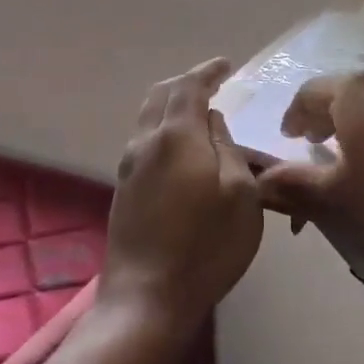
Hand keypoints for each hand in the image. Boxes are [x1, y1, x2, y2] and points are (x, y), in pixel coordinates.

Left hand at [100, 58, 262, 327]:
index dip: (208, 71)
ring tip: (199, 113)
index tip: (226, 65)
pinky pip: (144, 140)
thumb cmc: (206, 246)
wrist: (146, 298)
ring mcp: (128, 166)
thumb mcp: (241, 194)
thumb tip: (213, 120)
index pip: (189, 87)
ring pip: (148, 117)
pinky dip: (164, 128)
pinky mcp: (122, 189)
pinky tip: (181, 147)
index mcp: (176, 136)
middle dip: (186, 83)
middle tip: (212, 84)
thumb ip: (228, 147)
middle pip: (161, 95)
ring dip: (172, 105)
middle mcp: (145, 142)